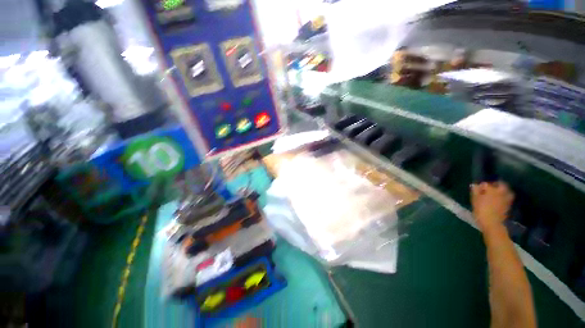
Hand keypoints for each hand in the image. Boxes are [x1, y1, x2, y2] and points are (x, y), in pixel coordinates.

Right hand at [471, 182, 513, 232]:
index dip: (482, 185)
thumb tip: (475, 185)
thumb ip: (475, 191)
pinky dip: (504, 198)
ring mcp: (506, 199)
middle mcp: (501, 192)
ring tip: (497, 193)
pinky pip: (507, 198)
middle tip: (491, 188)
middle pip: (501, 185)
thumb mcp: (474, 200)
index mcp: (491, 189)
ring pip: (507, 191)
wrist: (492, 223)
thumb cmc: (481, 210)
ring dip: (502, 191)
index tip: (479, 188)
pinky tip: (499, 200)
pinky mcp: (508, 206)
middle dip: (496, 185)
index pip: (487, 184)